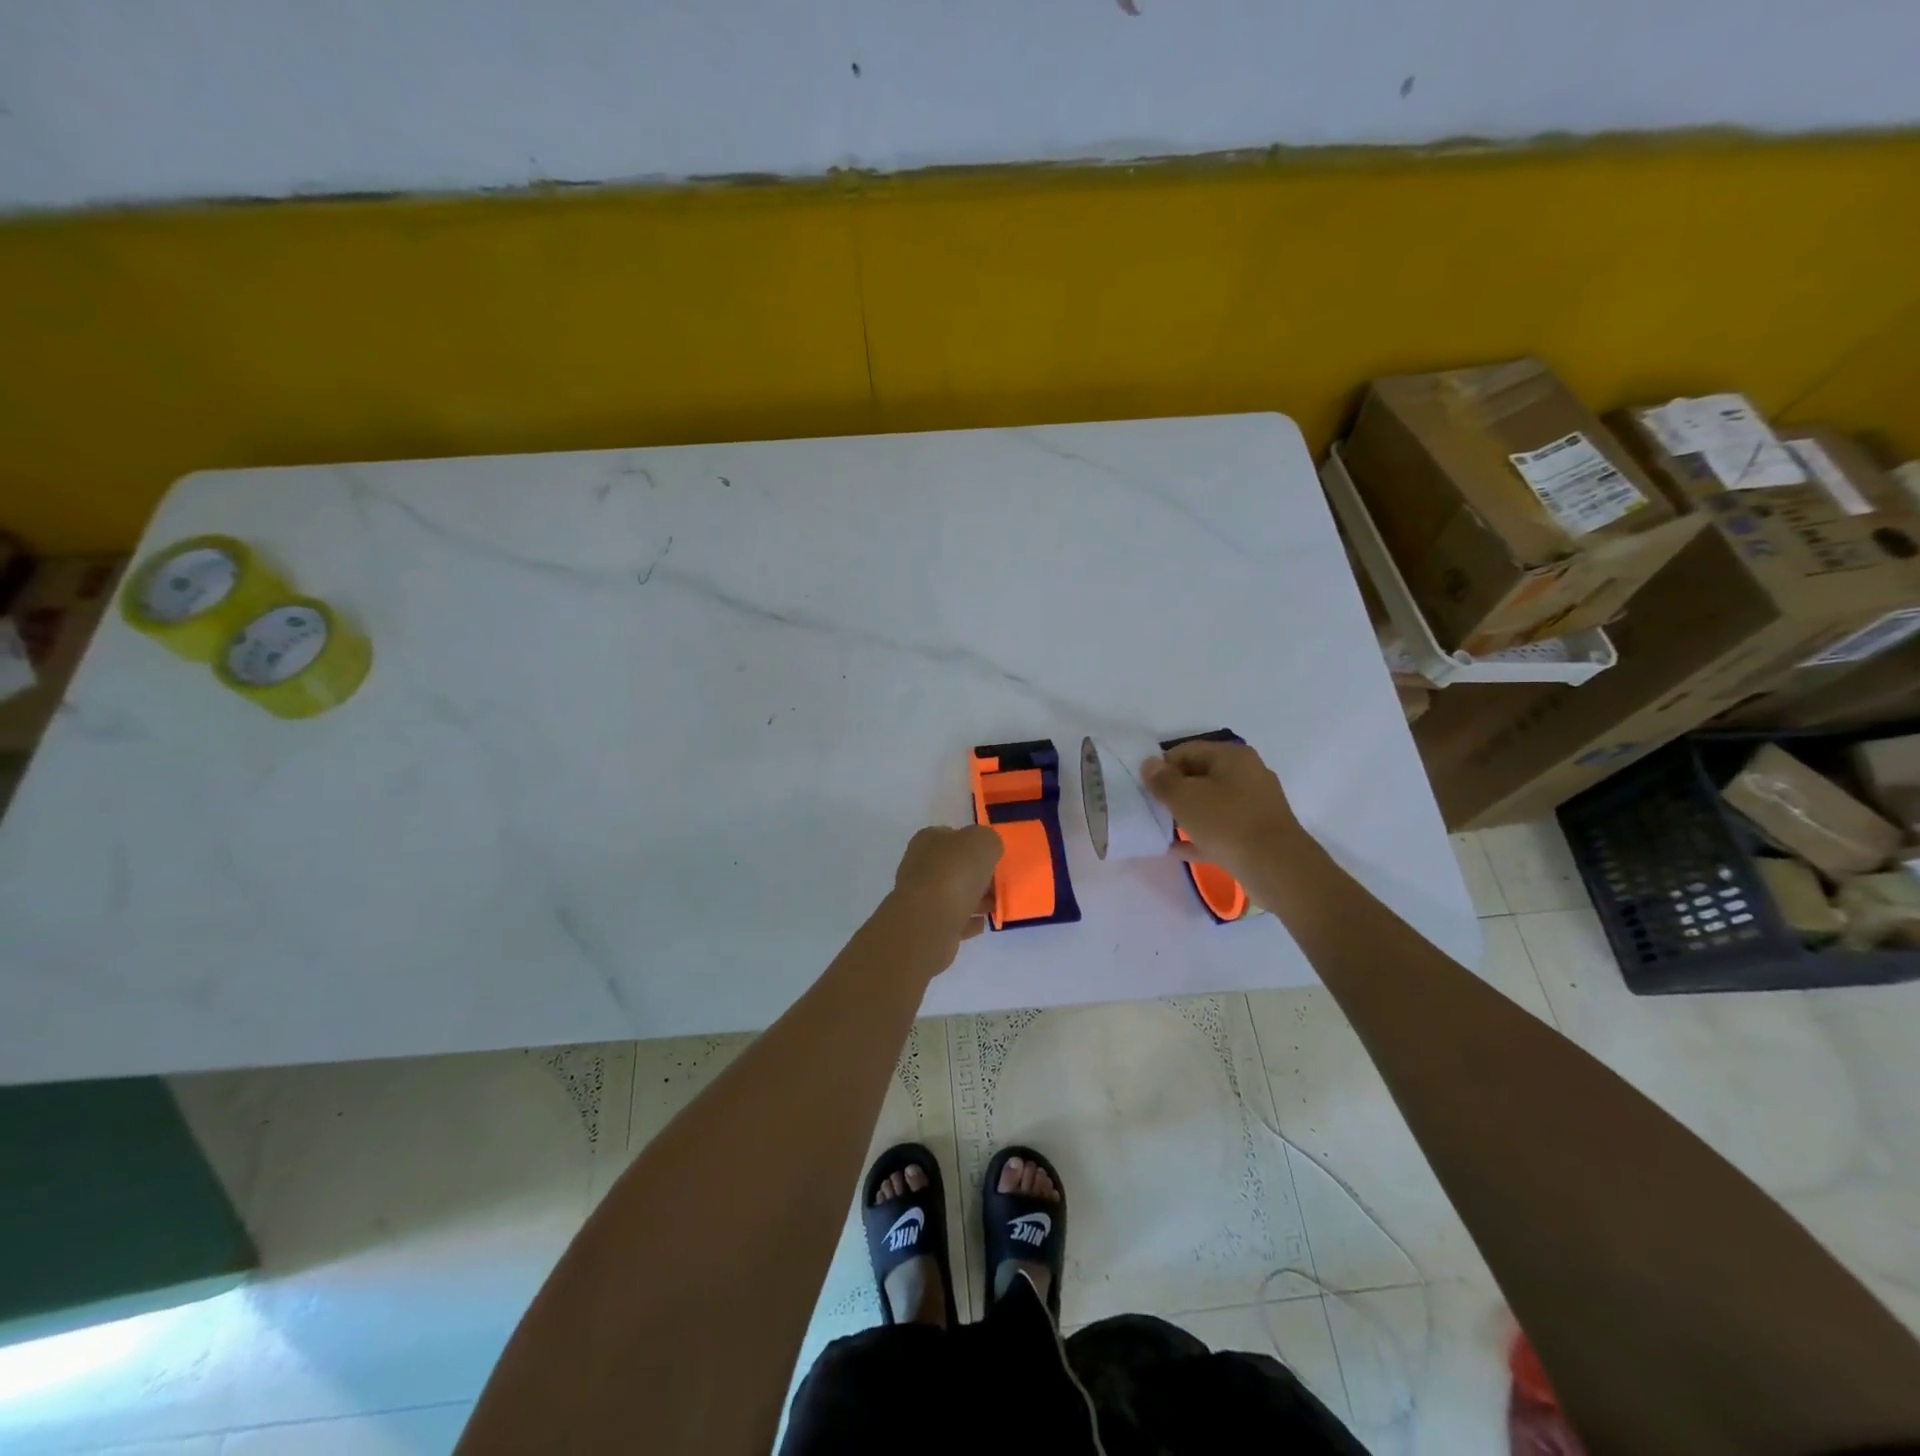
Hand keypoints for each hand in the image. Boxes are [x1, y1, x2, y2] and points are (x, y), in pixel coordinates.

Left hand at [887, 824, 1003, 964]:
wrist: (929, 921)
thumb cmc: (955, 873)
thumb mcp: (983, 842)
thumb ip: (989, 841)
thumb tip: (989, 850)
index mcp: (928, 840)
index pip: (952, 835)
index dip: (973, 844)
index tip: (993, 856)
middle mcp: (919, 865)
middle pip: (953, 867)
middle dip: (976, 874)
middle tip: (998, 882)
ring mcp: (920, 897)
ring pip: (953, 894)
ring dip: (975, 899)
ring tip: (996, 904)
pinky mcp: (925, 925)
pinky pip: (952, 919)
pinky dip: (967, 921)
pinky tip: (983, 923)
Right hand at [1141, 739, 1304, 886]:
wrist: (1276, 867)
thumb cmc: (1227, 822)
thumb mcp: (1184, 798)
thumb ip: (1162, 780)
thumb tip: (1150, 765)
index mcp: (1233, 757)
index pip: (1187, 751)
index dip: (1162, 766)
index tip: (1143, 785)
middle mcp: (1247, 774)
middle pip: (1200, 776)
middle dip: (1173, 790)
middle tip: (1150, 806)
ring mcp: (1254, 805)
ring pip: (1210, 804)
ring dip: (1185, 814)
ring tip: (1159, 826)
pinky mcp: (1256, 833)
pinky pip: (1220, 829)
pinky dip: (1199, 835)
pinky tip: (1175, 848)